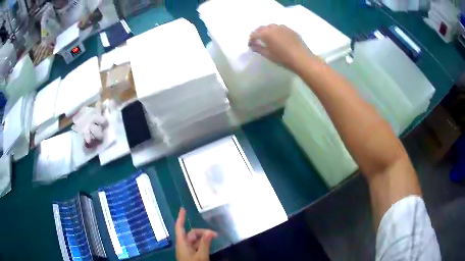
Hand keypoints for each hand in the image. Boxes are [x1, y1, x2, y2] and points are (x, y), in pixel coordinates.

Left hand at [175, 208, 217, 260]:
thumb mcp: (201, 256)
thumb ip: (205, 244)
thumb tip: (210, 231)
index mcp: (182, 243)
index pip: (180, 227)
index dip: (181, 218)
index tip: (182, 209)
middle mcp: (183, 245)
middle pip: (191, 233)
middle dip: (202, 232)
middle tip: (215, 235)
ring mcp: (187, 250)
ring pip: (195, 240)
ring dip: (204, 238)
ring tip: (214, 239)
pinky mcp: (191, 255)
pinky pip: (196, 246)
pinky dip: (203, 244)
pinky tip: (209, 245)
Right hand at [249, 24, 313, 70]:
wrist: (302, 59)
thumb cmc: (284, 59)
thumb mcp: (268, 55)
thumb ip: (258, 49)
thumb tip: (252, 46)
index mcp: (266, 33)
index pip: (254, 34)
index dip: (251, 39)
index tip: (250, 44)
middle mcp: (273, 27)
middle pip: (262, 28)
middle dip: (258, 33)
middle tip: (258, 40)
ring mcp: (283, 27)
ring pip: (271, 27)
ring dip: (267, 31)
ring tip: (268, 38)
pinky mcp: (290, 30)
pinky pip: (280, 28)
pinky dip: (276, 31)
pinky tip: (278, 38)